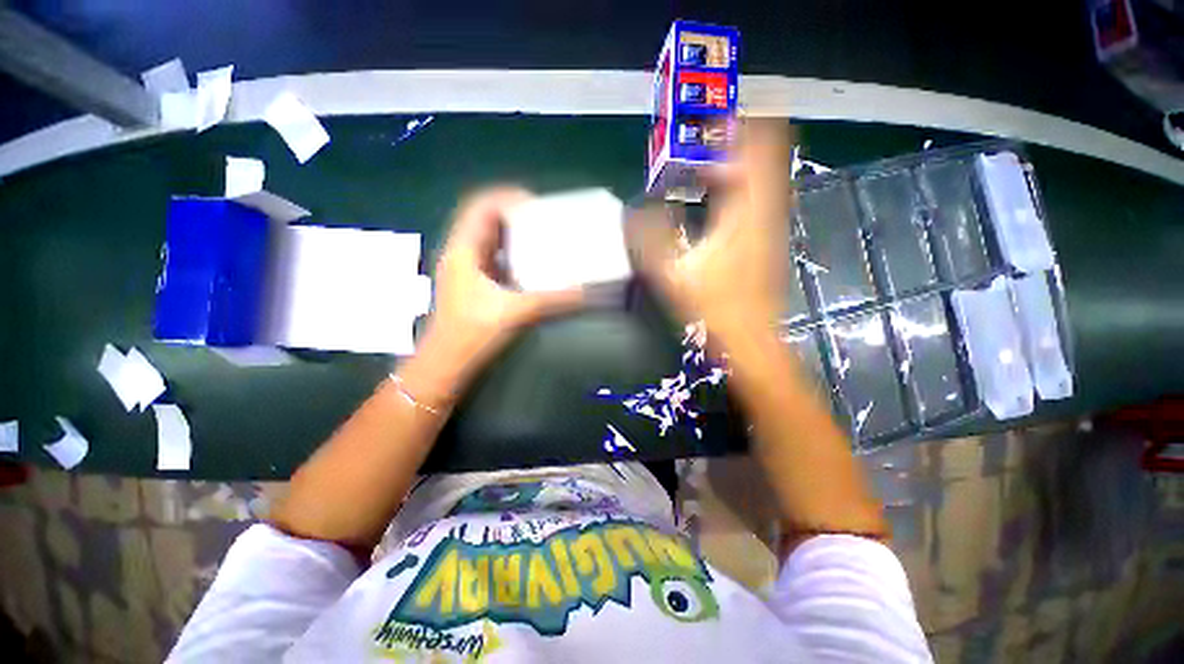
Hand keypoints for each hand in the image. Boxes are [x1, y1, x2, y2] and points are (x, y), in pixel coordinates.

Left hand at [407, 187, 585, 404]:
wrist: (447, 364)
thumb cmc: (473, 333)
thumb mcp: (517, 311)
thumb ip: (553, 299)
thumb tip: (587, 291)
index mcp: (463, 250)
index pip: (481, 206)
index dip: (507, 197)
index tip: (537, 204)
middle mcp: (462, 253)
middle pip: (485, 219)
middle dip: (514, 214)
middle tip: (544, 219)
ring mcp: (466, 269)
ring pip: (489, 239)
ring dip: (513, 234)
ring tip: (541, 237)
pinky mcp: (473, 284)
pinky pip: (494, 258)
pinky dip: (512, 254)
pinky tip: (531, 263)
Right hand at [632, 121, 792, 348]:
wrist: (751, 340)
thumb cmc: (714, 309)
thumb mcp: (674, 274)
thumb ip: (650, 240)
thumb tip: (632, 210)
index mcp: (746, 212)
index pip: (754, 146)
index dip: (734, 123)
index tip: (705, 117)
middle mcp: (767, 210)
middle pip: (768, 150)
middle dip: (739, 134)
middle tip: (703, 133)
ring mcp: (773, 223)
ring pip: (767, 171)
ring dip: (742, 156)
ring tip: (708, 156)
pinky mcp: (770, 237)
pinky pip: (762, 194)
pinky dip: (743, 181)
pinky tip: (720, 191)